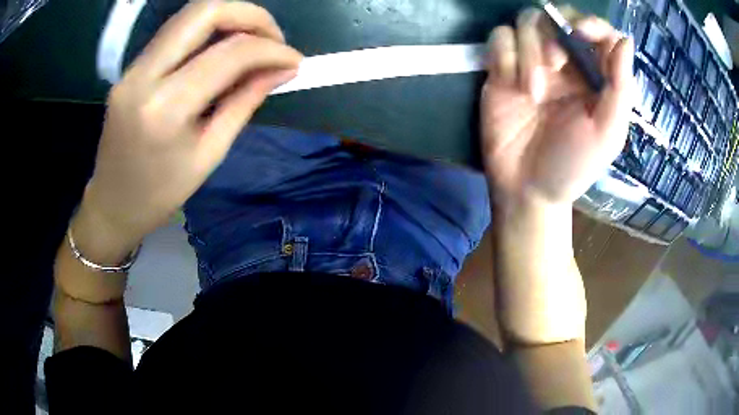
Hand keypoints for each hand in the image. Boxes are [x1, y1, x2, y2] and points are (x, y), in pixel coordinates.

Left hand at [81, 1, 302, 247]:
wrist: (112, 204)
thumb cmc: (162, 193)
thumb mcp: (210, 153)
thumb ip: (245, 102)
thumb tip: (282, 70)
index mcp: (166, 108)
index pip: (229, 54)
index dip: (270, 49)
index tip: (294, 60)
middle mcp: (144, 76)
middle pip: (205, 11)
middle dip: (250, 15)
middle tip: (274, 38)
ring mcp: (133, 68)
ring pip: (189, 15)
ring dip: (229, 18)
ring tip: (253, 41)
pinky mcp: (131, 67)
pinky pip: (175, 32)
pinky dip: (207, 31)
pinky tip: (222, 49)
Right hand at [481, 8, 633, 205]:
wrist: (526, 188)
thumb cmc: (573, 166)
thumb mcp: (607, 133)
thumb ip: (621, 88)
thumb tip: (625, 41)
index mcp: (595, 77)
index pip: (598, 32)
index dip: (592, 24)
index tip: (581, 34)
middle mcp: (566, 63)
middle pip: (557, 17)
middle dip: (554, 34)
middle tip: (554, 63)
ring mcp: (532, 63)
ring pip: (526, 22)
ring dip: (529, 52)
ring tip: (532, 92)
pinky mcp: (503, 68)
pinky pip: (501, 38)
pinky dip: (505, 56)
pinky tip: (511, 86)